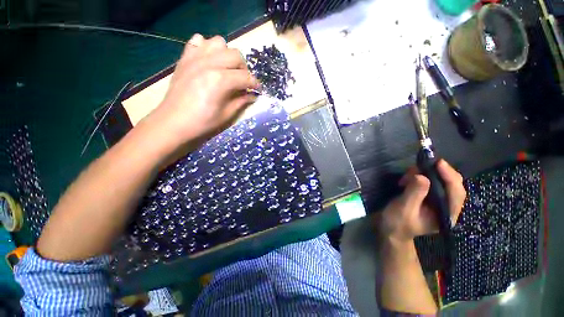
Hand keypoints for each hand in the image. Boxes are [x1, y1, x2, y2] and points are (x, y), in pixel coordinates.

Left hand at [147, 34, 259, 148]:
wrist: (173, 121)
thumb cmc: (202, 121)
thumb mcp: (227, 115)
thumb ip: (241, 101)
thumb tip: (253, 95)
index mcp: (221, 80)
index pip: (246, 77)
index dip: (255, 84)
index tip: (257, 90)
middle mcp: (210, 63)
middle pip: (236, 55)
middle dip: (243, 68)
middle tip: (242, 81)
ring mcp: (196, 58)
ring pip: (219, 42)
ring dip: (227, 55)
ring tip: (226, 69)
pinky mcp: (185, 58)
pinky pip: (198, 41)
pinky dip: (207, 47)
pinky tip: (209, 61)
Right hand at [374, 160, 465, 243]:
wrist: (390, 229)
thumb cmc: (397, 222)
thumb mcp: (404, 208)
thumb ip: (415, 193)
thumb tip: (423, 176)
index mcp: (446, 214)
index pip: (456, 192)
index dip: (449, 176)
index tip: (438, 162)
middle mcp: (446, 207)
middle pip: (451, 184)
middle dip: (436, 172)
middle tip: (419, 166)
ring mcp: (438, 201)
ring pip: (440, 180)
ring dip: (424, 173)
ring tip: (406, 176)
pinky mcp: (428, 196)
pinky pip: (429, 181)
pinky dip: (419, 176)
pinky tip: (407, 179)